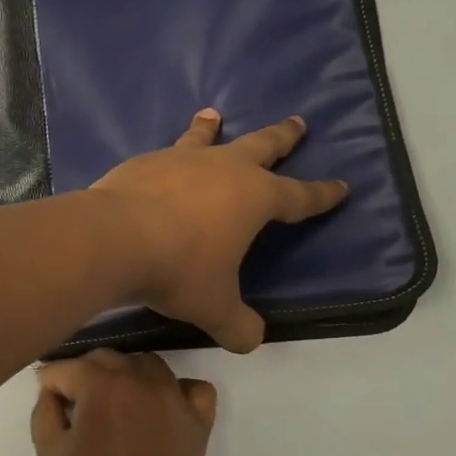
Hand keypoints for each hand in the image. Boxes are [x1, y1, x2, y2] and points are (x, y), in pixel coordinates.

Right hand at [30, 349, 217, 455]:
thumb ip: (45, 412)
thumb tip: (52, 392)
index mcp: (101, 384)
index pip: (65, 368)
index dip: (50, 387)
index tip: (50, 410)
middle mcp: (139, 379)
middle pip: (105, 359)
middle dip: (85, 377)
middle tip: (77, 412)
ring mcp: (174, 396)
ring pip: (146, 364)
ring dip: (126, 377)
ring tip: (116, 408)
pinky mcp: (198, 419)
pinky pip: (191, 387)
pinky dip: (176, 390)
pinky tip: (161, 409)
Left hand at [92, 109, 346, 352]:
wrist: (113, 239)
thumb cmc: (177, 270)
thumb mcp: (214, 308)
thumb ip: (238, 325)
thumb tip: (250, 340)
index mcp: (254, 198)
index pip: (299, 196)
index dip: (322, 194)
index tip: (341, 186)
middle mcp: (223, 168)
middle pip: (262, 145)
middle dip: (283, 136)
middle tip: (297, 122)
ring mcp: (181, 159)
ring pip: (205, 138)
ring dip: (212, 128)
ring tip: (213, 114)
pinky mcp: (144, 162)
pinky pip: (163, 154)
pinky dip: (168, 156)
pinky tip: (160, 162)